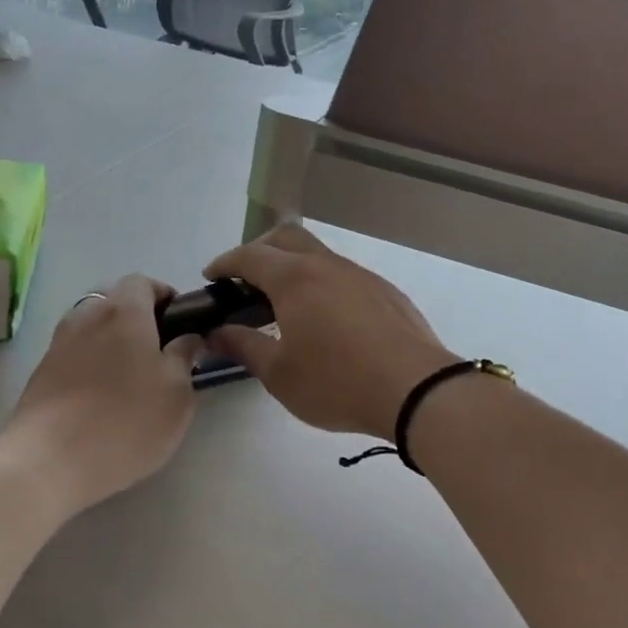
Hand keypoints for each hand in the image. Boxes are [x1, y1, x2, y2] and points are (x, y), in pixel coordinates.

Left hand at [8, 275, 201, 513]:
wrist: (49, 462)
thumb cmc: (126, 421)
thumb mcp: (177, 393)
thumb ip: (185, 357)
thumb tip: (187, 338)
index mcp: (124, 311)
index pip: (142, 281)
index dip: (163, 295)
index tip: (179, 323)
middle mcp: (87, 316)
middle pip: (114, 300)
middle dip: (137, 316)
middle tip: (158, 351)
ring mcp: (59, 343)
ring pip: (91, 326)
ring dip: (111, 339)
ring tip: (130, 376)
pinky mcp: (41, 372)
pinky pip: (74, 352)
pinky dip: (91, 362)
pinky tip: (101, 397)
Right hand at [202, 226, 457, 438]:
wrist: (416, 389)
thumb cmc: (337, 382)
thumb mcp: (280, 374)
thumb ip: (244, 347)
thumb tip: (216, 333)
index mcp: (295, 279)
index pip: (250, 256)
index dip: (226, 262)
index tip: (212, 276)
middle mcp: (327, 265)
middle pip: (286, 238)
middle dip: (260, 251)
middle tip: (245, 280)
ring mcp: (360, 275)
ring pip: (318, 255)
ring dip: (294, 267)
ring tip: (284, 303)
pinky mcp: (385, 291)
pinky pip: (343, 275)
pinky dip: (322, 284)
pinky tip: (327, 319)